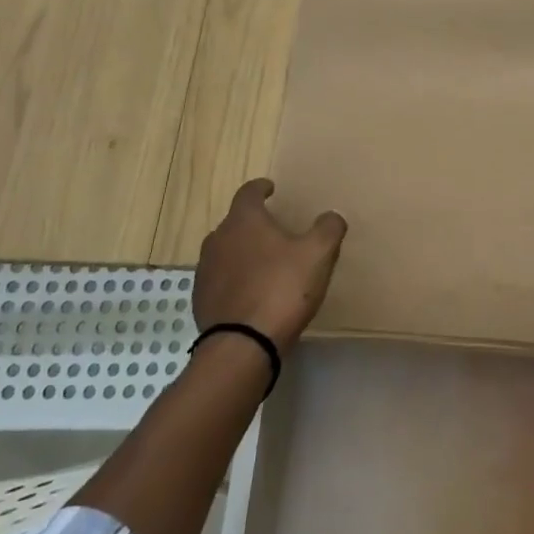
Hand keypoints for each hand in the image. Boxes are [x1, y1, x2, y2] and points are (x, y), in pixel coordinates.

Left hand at [194, 179, 346, 349]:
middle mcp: (218, 239)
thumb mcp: (318, 255)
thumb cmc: (282, 289)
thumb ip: (328, 229)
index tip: (271, 189)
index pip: (249, 192)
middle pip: (235, 222)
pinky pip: (220, 280)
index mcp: (244, 220)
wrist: (243, 345)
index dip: (261, 188)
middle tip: (275, 231)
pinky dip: (235, 280)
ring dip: (242, 253)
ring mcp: (205, 271)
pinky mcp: (201, 300)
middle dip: (254, 223)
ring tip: (264, 263)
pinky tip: (252, 294)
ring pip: (225, 252)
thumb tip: (332, 217)